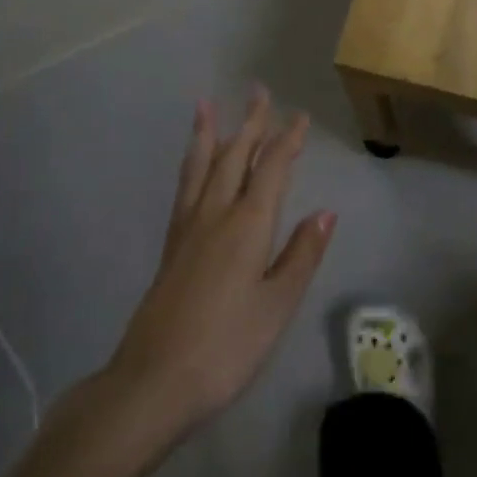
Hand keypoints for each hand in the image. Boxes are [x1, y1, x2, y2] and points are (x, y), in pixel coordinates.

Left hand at [104, 87, 334, 442]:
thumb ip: (300, 256)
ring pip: (202, 166)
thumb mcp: (276, 307)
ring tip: (206, 105)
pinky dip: (192, 163)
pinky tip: (193, 165)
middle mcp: (217, 214)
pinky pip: (185, 187)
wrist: (151, 384)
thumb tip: (325, 212)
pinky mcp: (171, 246)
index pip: (272, 168)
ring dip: (209, 133)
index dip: (287, 141)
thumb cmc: (225, 348)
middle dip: (251, 124)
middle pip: (235, 156)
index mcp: (248, 224)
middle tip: (259, 92)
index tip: (300, 117)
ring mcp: (189, 228)